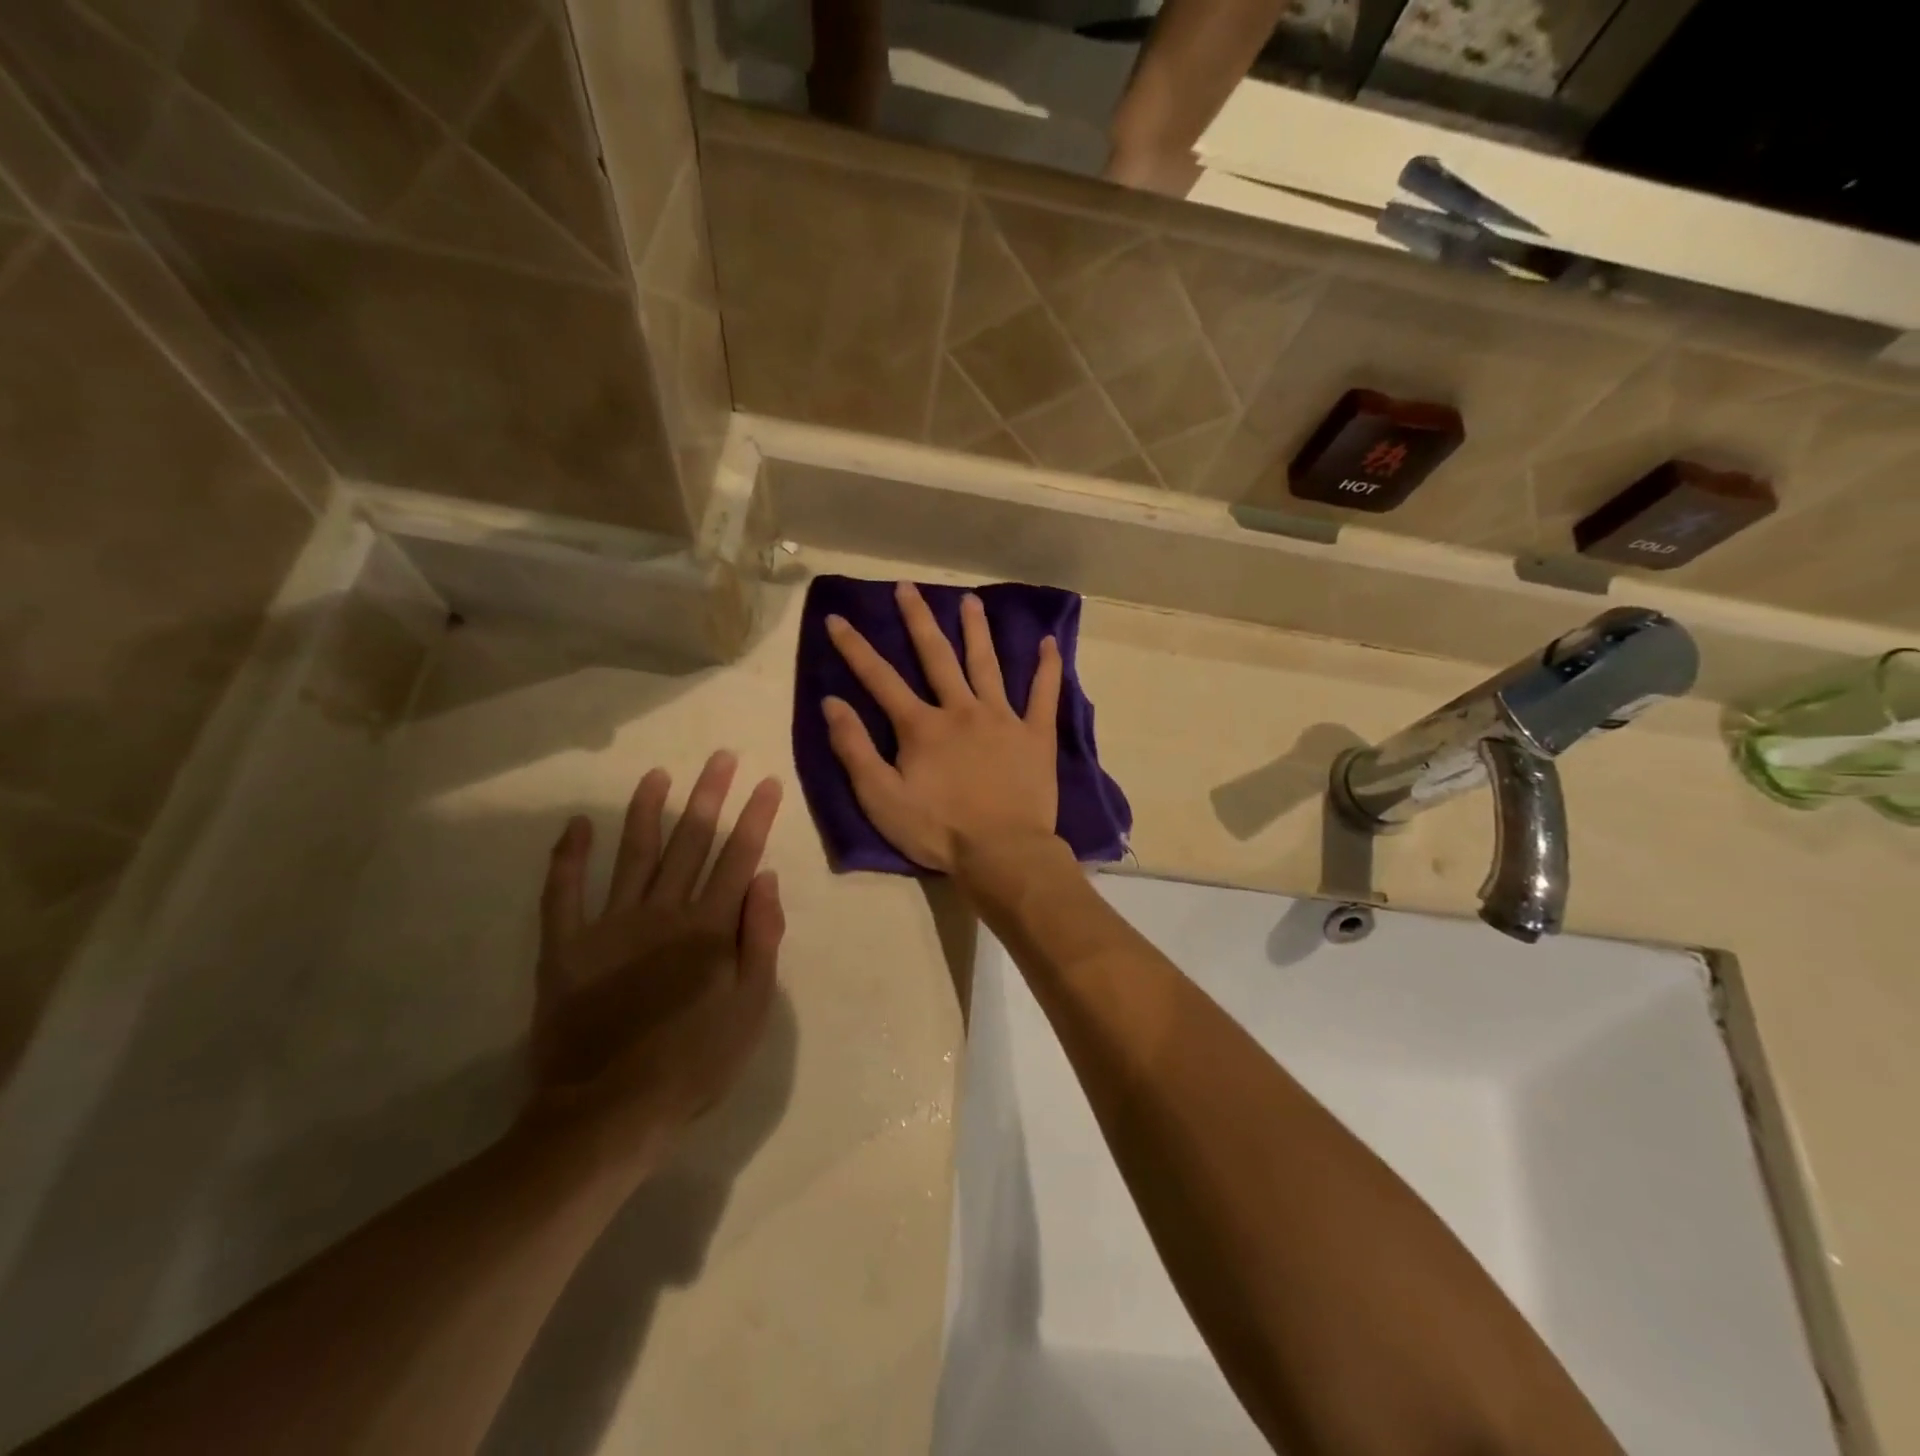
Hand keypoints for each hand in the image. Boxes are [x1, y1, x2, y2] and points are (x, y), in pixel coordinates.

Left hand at [532, 752, 783, 1142]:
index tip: (766, 782)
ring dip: (647, 811)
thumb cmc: (694, 1064)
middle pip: (692, 842)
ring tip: (658, 775)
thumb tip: (765, 879)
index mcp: (710, 928)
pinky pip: (563, 893)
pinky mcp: (566, 947)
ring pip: (634, 854)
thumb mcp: (752, 1008)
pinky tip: (577, 825)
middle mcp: (664, 912)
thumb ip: (761, 939)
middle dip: (710, 796)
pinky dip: (568, 857)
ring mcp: (611, 925)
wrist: (609, 1112)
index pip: (739, 857)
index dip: (755, 817)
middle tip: (720, 757)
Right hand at [823, 582, 1062, 872]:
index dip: (855, 647)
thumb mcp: (881, 798)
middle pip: (937, 656)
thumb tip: (832, 703)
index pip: (880, 678)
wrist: (1002, 853)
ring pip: (987, 664)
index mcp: (921, 726)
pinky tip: (1050, 643)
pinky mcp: (1035, 735)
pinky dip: (1047, 668)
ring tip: (970, 600)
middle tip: (908, 587)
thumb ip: (854, 749)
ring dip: (977, 630)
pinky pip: (1043, 694)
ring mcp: (1002, 718)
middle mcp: (961, 709)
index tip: (837, 617)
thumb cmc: (937, 830)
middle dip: (918, 619)